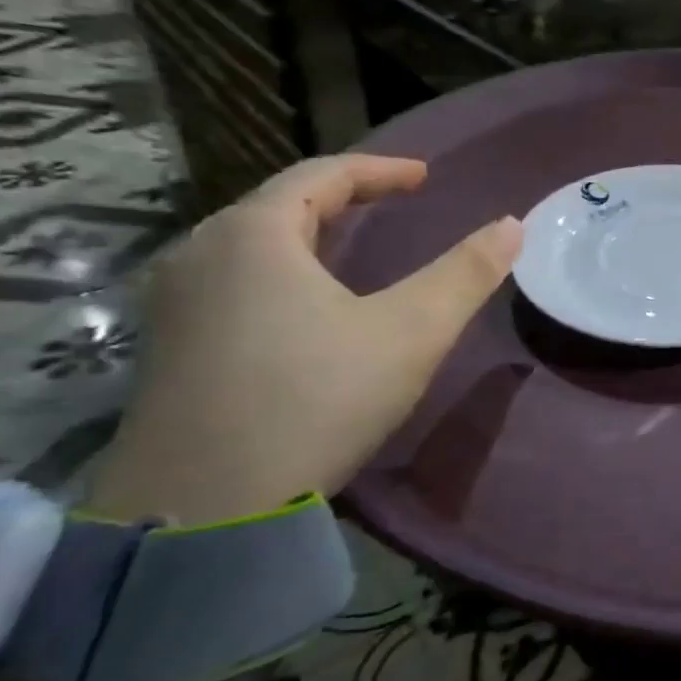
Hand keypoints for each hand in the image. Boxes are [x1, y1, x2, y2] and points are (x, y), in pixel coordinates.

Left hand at [90, 156, 521, 525]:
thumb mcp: (410, 333)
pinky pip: (231, 282)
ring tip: (349, 248)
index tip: (425, 176)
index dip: (380, 170)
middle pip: (278, 205)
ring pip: (250, 245)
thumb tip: (513, 225)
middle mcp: (200, 255)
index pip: (321, 175)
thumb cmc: (315, 400)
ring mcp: (174, 305)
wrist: (200, 511)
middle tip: (390, 206)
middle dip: (341, 198)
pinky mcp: (167, 350)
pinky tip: (299, 307)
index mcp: (254, 235)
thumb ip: (465, 273)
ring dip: (306, 235)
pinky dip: (278, 272)